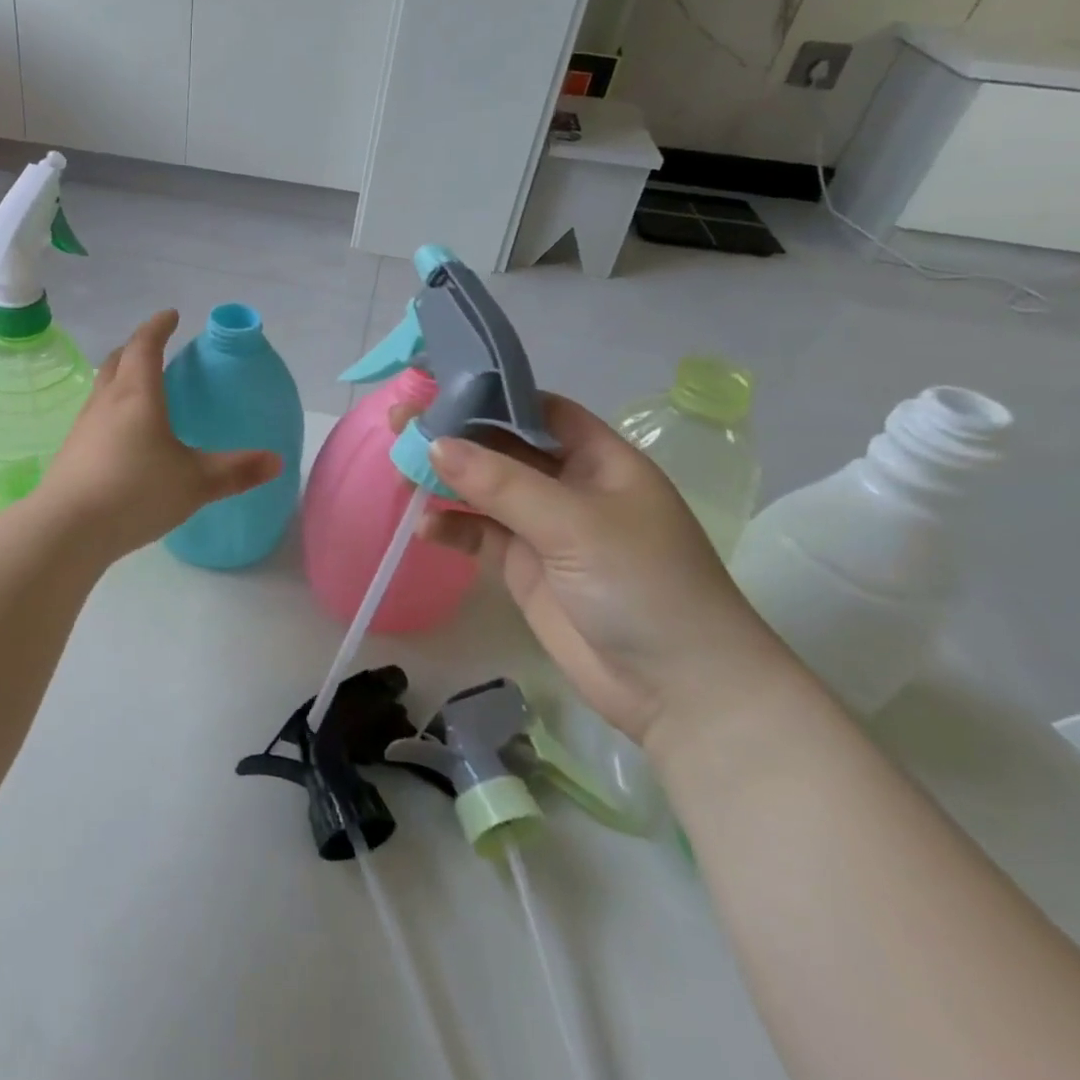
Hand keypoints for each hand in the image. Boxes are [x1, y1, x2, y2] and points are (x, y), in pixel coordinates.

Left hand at [38, 310, 280, 559]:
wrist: (67, 528)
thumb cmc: (135, 493)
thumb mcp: (195, 483)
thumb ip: (237, 471)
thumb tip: (276, 460)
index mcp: (137, 395)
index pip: (145, 346)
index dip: (158, 327)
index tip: (171, 315)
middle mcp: (106, 401)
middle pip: (117, 360)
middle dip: (136, 347)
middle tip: (154, 347)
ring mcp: (84, 425)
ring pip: (103, 387)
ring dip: (121, 376)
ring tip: (141, 388)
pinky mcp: (72, 451)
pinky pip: (95, 414)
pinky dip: (112, 407)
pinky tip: (123, 434)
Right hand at [394, 394, 798, 752]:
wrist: (679, 691)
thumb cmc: (643, 586)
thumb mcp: (574, 523)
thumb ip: (501, 483)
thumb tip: (433, 443)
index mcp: (600, 459)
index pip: (539, 411)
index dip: (491, 395)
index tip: (436, 388)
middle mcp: (571, 486)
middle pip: (503, 447)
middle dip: (455, 436)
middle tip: (401, 424)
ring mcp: (546, 528)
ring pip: (485, 489)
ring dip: (446, 480)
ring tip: (400, 473)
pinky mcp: (526, 567)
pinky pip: (480, 534)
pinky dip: (453, 527)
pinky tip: (426, 528)